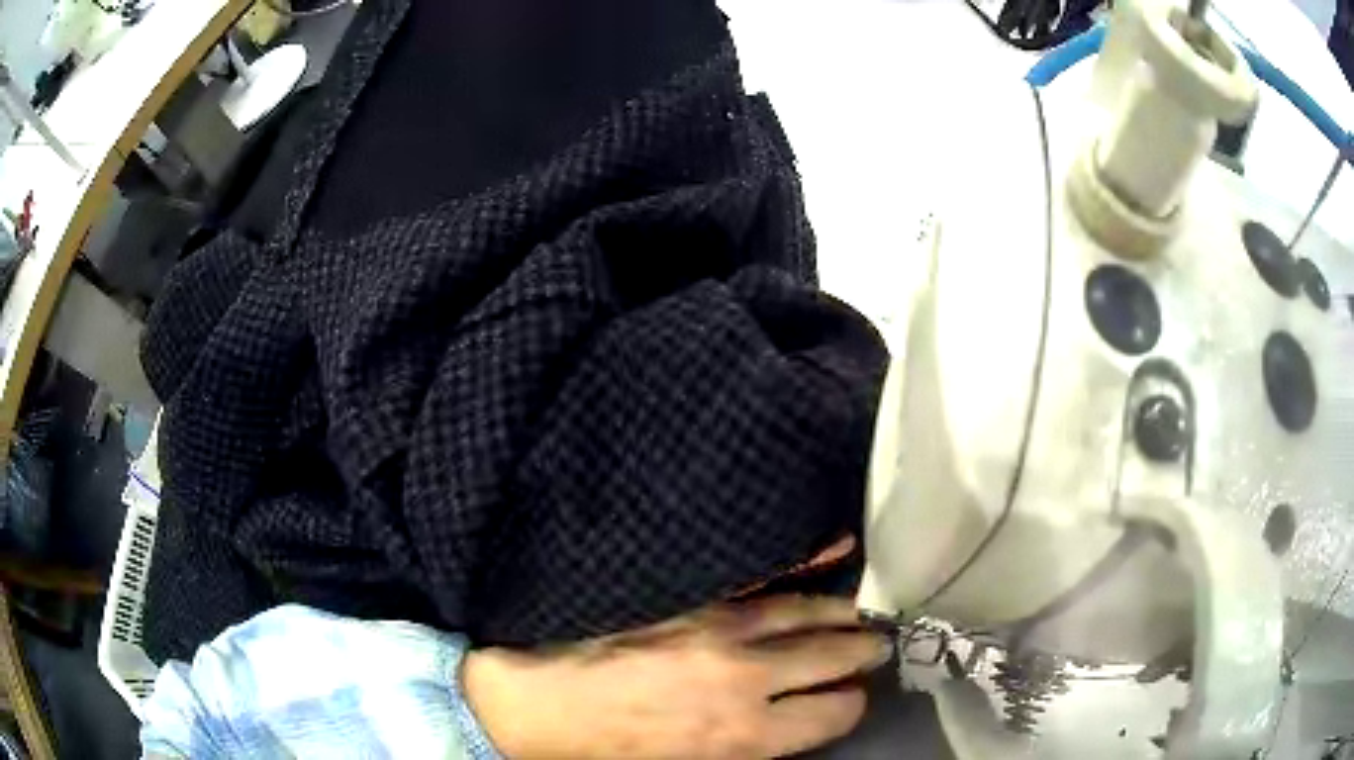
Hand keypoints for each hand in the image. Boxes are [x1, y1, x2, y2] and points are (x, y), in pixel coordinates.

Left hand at [463, 595, 888, 758]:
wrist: (532, 698)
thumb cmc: (606, 749)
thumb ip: (749, 747)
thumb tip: (790, 726)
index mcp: (744, 736)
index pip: (834, 714)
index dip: (849, 707)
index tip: (851, 699)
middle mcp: (746, 678)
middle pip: (832, 657)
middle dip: (862, 653)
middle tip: (879, 646)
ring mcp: (718, 628)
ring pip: (806, 613)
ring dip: (842, 613)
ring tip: (862, 614)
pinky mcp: (691, 597)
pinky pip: (760, 576)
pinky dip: (803, 563)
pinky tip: (833, 548)